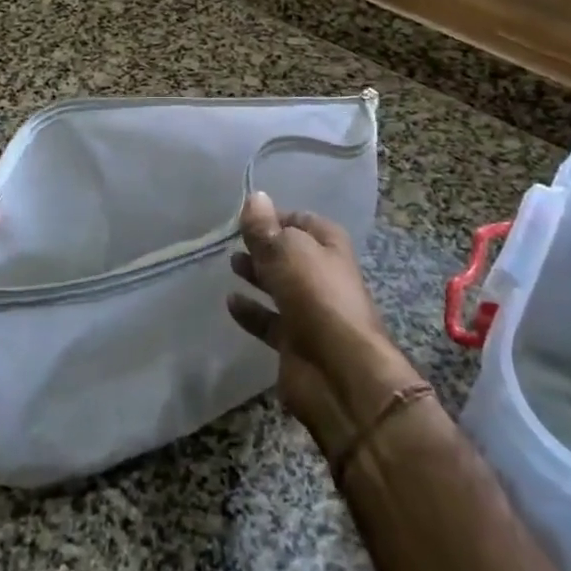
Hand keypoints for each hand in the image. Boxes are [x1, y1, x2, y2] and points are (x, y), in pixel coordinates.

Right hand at [228, 191, 420, 456]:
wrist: (339, 373)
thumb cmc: (317, 298)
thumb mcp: (287, 252)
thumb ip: (265, 228)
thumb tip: (255, 197)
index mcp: (329, 247)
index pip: (302, 221)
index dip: (276, 216)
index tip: (245, 216)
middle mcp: (322, 275)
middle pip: (289, 253)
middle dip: (264, 245)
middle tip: (232, 239)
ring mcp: (310, 311)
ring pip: (279, 286)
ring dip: (257, 275)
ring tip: (231, 264)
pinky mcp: (295, 343)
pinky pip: (269, 320)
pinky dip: (251, 311)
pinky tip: (230, 302)